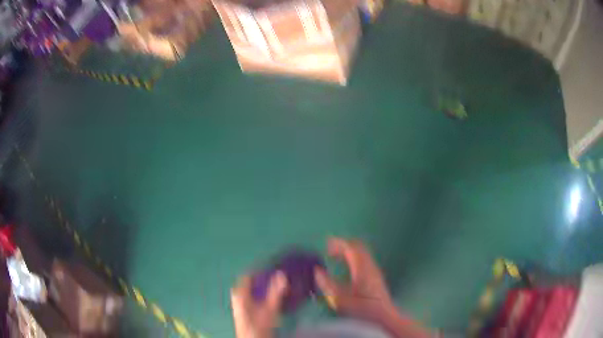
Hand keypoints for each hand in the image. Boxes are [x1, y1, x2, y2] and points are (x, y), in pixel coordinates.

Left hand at [231, 271, 287, 337]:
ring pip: (252, 291)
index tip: (273, 267)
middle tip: (277, 277)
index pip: (248, 275)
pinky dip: (261, 295)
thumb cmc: (258, 324)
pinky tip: (271, 298)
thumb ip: (275, 292)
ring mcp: (240, 304)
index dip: (260, 270)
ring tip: (277, 286)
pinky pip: (252, 298)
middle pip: (251, 283)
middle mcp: (237, 297)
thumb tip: (281, 274)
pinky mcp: (244, 311)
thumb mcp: (269, 309)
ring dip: (263, 288)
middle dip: (264, 279)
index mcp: (240, 293)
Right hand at [315, 238, 430, 337]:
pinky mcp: (376, 276)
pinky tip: (347, 268)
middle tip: (330, 249)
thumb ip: (327, 284)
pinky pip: (364, 259)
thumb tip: (317, 271)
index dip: (338, 243)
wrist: (383, 317)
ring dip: (349, 251)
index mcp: (361, 267)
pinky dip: (353, 258)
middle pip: (358, 247)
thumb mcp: (340, 298)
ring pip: (362, 253)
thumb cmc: (361, 307)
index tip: (327, 243)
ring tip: (335, 257)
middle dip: (343, 245)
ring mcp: (375, 270)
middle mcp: (370, 265)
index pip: (351, 247)